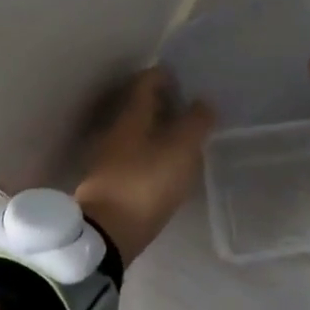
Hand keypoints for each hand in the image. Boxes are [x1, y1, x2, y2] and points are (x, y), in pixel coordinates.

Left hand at [75, 67, 214, 266]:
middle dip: (162, 102)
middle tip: (188, 108)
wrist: (106, 234)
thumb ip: (195, 123)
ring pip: (136, 130)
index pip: (146, 81)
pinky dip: (150, 151)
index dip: (164, 76)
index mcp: (132, 114)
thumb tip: (203, 101)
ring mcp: (109, 156)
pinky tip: (165, 165)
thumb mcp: (180, 150)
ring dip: (157, 128)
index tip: (183, 79)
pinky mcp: (110, 181)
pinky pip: (133, 154)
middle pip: (139, 105)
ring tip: (182, 137)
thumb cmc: (145, 183)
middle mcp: (116, 129)